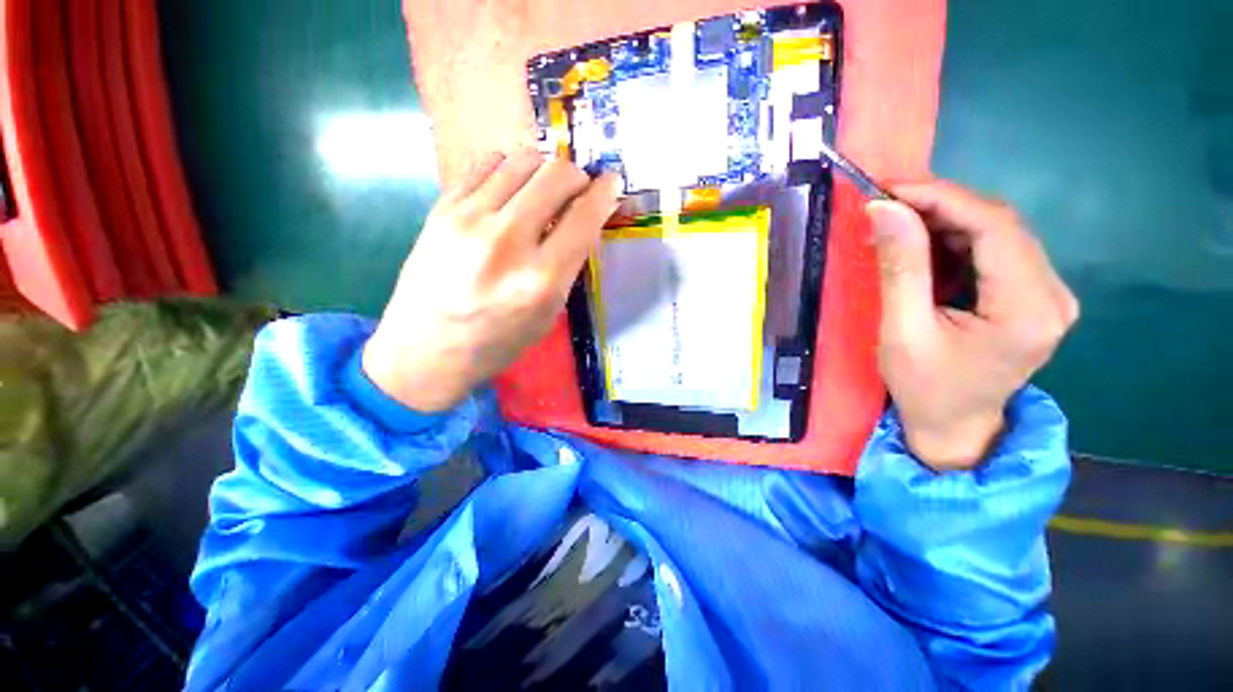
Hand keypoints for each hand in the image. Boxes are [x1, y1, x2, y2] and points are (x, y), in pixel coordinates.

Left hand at [363, 150, 622, 411]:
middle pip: (557, 175)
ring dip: (544, 170)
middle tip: (577, 192)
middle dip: (578, 177)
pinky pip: (486, 165)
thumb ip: (568, 265)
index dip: (606, 193)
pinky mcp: (441, 208)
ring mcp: (469, 219)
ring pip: (523, 160)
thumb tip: (582, 219)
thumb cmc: (497, 341)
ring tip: (543, 191)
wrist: (426, 348)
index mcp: (541, 279)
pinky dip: (509, 170)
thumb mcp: (548, 314)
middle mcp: (508, 241)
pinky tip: (511, 190)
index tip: (612, 183)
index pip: (585, 217)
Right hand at [866, 181, 1078, 470]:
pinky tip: (924, 245)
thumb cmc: (924, 389)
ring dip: (946, 220)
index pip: (994, 227)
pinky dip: (956, 239)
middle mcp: (1054, 294)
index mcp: (1029, 309)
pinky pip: (997, 251)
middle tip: (886, 204)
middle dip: (941, 206)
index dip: (942, 197)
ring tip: (898, 223)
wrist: (955, 428)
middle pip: (1001, 225)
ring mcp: (1049, 294)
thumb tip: (882, 209)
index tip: (888, 189)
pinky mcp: (1035, 297)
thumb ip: (900, 268)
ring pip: (999, 233)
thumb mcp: (903, 332)